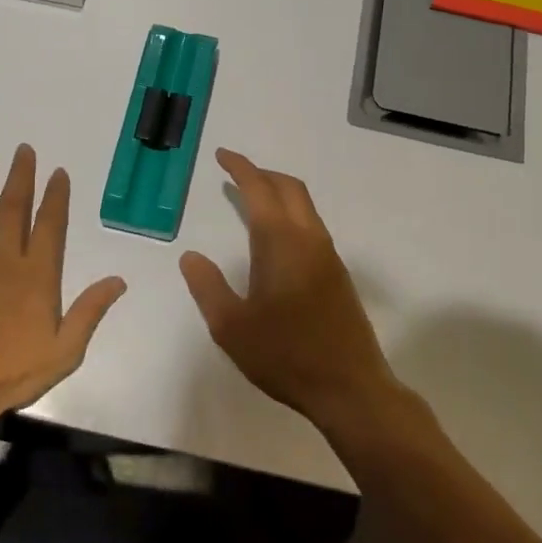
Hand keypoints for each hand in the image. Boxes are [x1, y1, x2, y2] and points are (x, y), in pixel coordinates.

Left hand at [0, 145, 127, 427]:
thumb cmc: (14, 373)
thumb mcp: (65, 351)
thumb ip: (90, 311)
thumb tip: (119, 279)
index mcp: (38, 276)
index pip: (50, 226)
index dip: (55, 197)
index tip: (58, 172)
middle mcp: (6, 262)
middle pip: (14, 210)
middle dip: (20, 177)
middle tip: (23, 149)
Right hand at [179, 149, 398, 431]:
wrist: (350, 387)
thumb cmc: (285, 355)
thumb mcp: (231, 327)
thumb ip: (208, 287)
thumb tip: (191, 256)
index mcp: (280, 243)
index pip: (259, 190)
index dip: (240, 168)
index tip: (223, 156)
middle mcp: (308, 239)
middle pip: (289, 188)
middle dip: (262, 174)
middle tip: (236, 173)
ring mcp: (328, 255)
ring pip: (305, 206)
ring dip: (279, 193)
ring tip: (252, 201)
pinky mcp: (338, 274)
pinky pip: (312, 225)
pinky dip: (291, 214)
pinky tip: (277, 239)